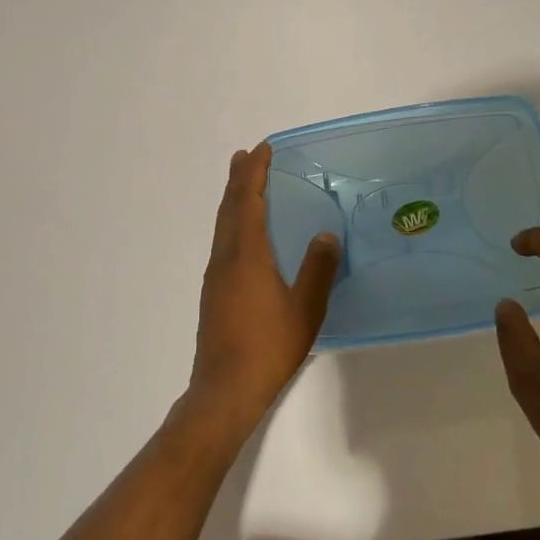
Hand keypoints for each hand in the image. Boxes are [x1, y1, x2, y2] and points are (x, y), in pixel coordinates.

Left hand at [187, 144, 340, 435]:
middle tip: (246, 156)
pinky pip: (223, 243)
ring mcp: (215, 278)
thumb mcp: (305, 308)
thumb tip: (326, 234)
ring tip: (243, 185)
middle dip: (238, 180)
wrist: (224, 390)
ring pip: (222, 226)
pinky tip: (243, 236)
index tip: (262, 149)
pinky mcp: (213, 294)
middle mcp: (225, 259)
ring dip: (233, 201)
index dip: (254, 173)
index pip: (248, 201)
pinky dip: (232, 224)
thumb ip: (318, 269)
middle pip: (228, 209)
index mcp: (246, 255)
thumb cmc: (268, 347)